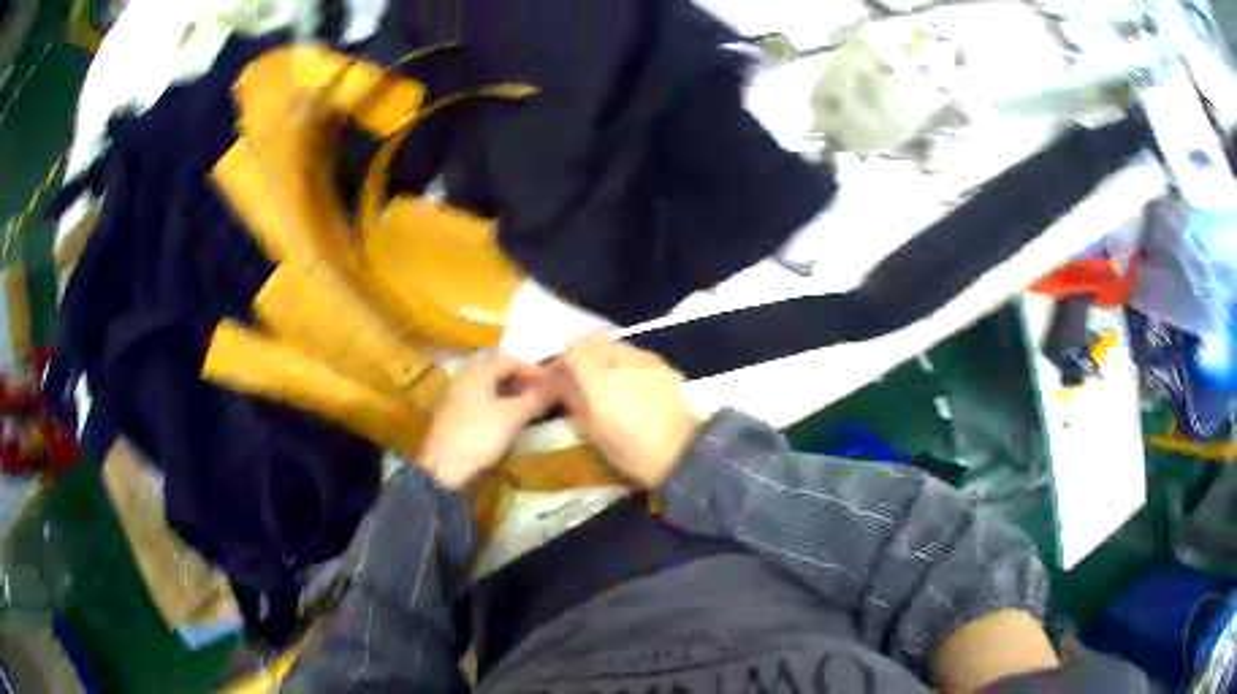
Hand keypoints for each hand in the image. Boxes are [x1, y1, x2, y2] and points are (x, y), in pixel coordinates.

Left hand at [420, 356, 554, 488]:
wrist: (443, 469)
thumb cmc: (479, 436)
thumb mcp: (513, 416)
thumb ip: (537, 397)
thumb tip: (562, 382)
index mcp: (478, 369)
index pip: (514, 361)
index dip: (537, 372)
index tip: (557, 387)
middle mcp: (466, 376)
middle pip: (501, 372)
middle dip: (525, 383)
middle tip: (546, 398)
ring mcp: (457, 395)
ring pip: (492, 388)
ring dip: (514, 395)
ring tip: (533, 410)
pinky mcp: (455, 414)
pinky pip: (483, 401)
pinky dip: (500, 406)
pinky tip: (511, 421)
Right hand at [554, 336, 699, 487]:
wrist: (684, 453)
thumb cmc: (632, 451)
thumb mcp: (594, 434)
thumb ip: (576, 404)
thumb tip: (565, 389)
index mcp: (600, 378)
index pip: (572, 353)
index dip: (559, 362)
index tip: (554, 377)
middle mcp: (623, 360)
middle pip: (594, 341)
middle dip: (580, 353)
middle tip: (575, 373)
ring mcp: (647, 360)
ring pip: (616, 345)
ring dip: (602, 355)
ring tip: (600, 377)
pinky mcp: (665, 366)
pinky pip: (636, 354)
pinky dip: (624, 361)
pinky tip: (626, 382)